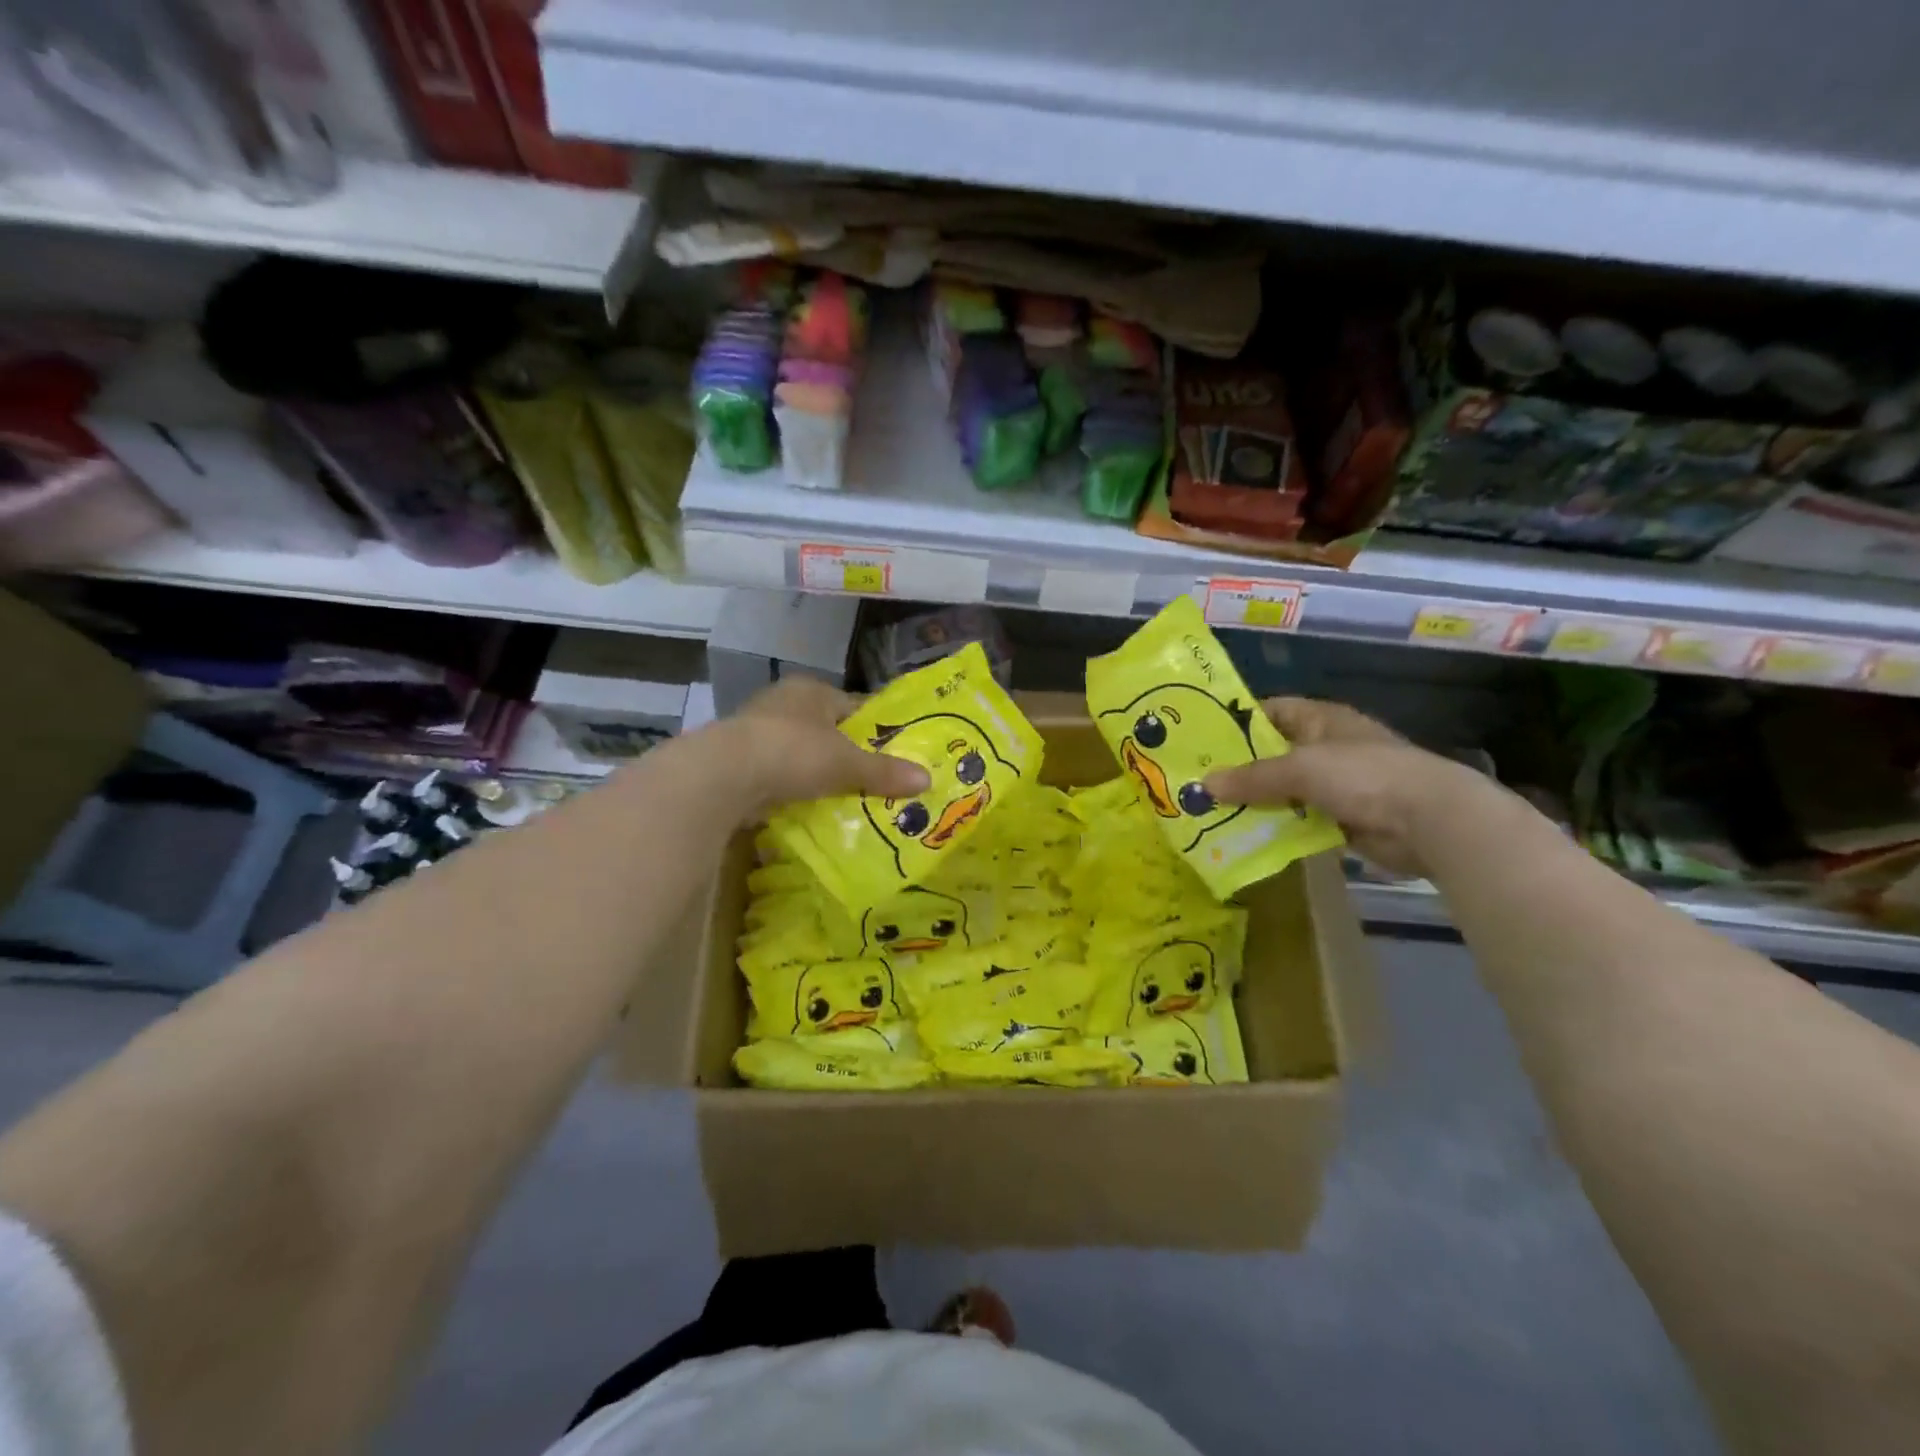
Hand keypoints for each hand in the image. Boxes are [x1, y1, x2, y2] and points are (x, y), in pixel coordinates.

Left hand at [722, 676, 929, 814]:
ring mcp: (756, 729)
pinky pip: (777, 772)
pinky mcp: (738, 759)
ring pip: (800, 751)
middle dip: (846, 753)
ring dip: (816, 772)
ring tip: (844, 797)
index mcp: (812, 690)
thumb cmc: (794, 752)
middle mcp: (784, 702)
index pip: (854, 706)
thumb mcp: (847, 763)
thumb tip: (928, 780)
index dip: (876, 728)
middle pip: (827, 729)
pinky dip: (792, 787)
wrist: (726, 775)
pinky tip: (807, 806)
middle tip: (873, 780)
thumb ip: (884, 772)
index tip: (895, 752)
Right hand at [1202, 698, 1499, 877]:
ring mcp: (1336, 784)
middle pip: (1273, 753)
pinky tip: (1245, 835)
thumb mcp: (1299, 769)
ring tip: (1211, 811)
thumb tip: (1203, 785)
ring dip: (1256, 801)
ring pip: (1284, 790)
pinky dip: (1277, 827)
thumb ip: (1252, 778)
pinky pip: (1299, 820)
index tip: (1201, 739)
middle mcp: (1327, 747)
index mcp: (1321, 720)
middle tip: (1196, 781)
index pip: (1271, 711)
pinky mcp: (1342, 818)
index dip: (1237, 721)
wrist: (1429, 821)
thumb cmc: (1363, 775)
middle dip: (1239, 768)